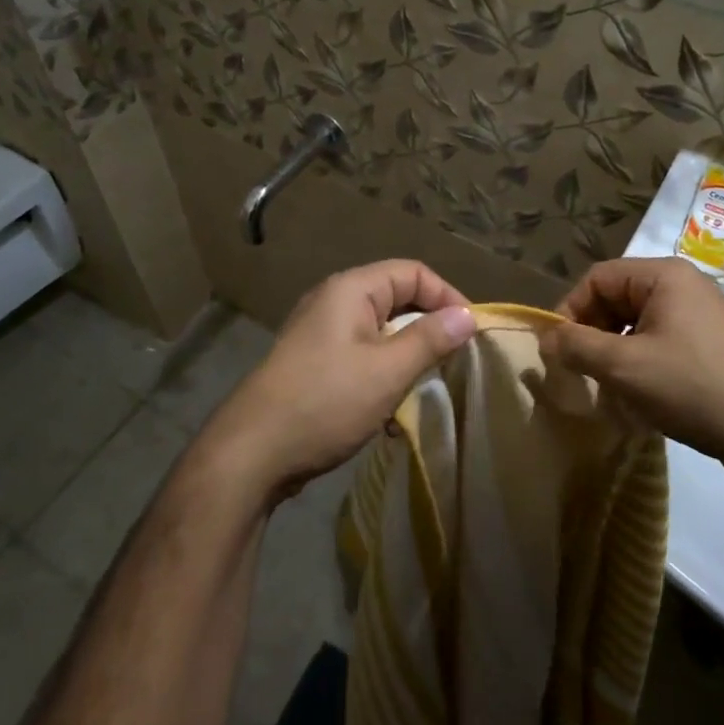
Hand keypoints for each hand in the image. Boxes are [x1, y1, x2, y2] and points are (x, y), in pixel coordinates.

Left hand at [199, 261, 476, 505]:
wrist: (252, 452)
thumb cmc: (326, 401)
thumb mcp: (388, 371)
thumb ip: (431, 339)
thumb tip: (468, 315)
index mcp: (351, 289)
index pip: (413, 272)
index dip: (448, 296)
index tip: (471, 332)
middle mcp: (333, 301)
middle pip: (396, 298)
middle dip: (429, 326)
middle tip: (454, 359)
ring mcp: (320, 333)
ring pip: (380, 330)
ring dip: (407, 354)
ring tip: (425, 384)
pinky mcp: (314, 363)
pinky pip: (361, 354)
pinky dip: (383, 372)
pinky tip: (391, 408)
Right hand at [538, 257, 723, 470]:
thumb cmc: (691, 388)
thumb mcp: (623, 367)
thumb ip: (576, 346)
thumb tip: (545, 338)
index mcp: (664, 275)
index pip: (597, 278)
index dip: (570, 311)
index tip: (558, 350)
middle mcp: (685, 284)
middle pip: (618, 297)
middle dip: (593, 333)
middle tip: (581, 371)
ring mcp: (704, 313)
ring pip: (638, 322)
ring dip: (615, 350)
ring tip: (608, 386)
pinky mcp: (715, 342)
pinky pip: (662, 339)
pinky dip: (641, 360)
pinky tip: (641, 393)